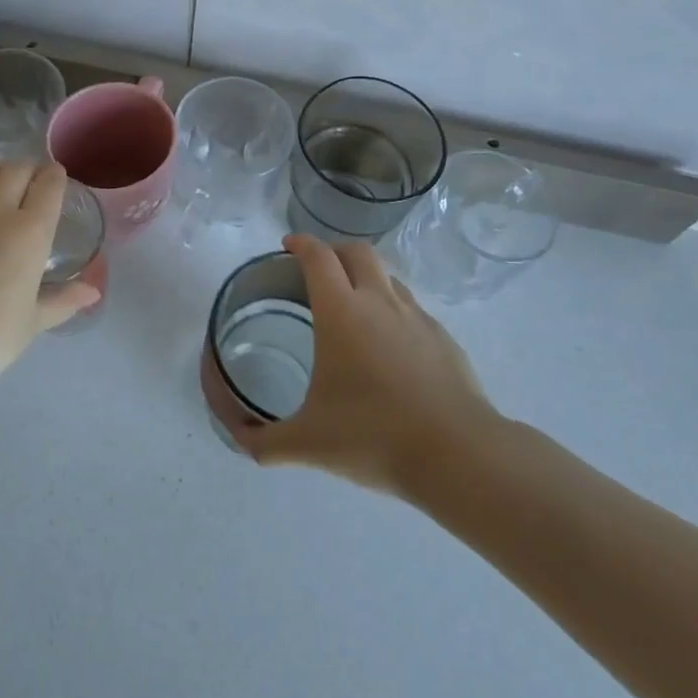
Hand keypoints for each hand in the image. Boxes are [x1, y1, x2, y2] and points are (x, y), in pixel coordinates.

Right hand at [234, 234, 494, 494]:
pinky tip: (390, 348)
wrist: (458, 454)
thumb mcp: (308, 443)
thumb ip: (264, 441)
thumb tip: (239, 440)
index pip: (318, 257)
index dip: (301, 244)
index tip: (288, 246)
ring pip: (388, 277)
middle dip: (334, 251)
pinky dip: (394, 311)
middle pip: (357, 251)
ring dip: (367, 278)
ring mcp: (417, 317)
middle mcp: (379, 302)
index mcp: (341, 312)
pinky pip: (412, 309)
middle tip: (318, 271)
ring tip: (353, 306)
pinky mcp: (443, 338)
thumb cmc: (374, 436)